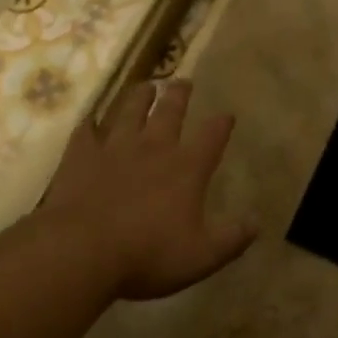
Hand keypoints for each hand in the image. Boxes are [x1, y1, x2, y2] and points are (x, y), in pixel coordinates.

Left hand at [42, 79, 254, 300]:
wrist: (82, 251)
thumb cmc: (148, 255)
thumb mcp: (201, 256)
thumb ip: (232, 238)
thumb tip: (256, 222)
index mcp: (186, 168)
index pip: (211, 137)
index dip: (221, 124)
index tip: (227, 114)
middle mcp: (153, 147)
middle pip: (169, 111)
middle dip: (180, 95)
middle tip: (183, 81)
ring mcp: (114, 148)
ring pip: (129, 111)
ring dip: (140, 97)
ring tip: (146, 86)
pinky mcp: (81, 156)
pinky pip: (86, 133)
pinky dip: (90, 125)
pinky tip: (90, 121)